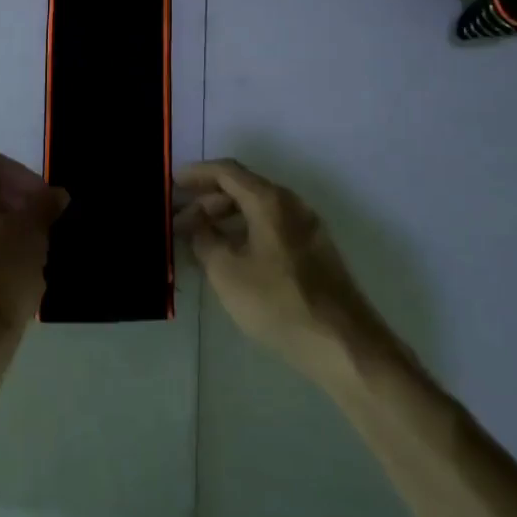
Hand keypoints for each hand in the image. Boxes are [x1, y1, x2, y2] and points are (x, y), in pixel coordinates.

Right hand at [176, 159, 396, 387]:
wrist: (344, 345)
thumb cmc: (278, 302)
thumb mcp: (227, 272)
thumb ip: (204, 239)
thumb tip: (195, 222)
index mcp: (269, 200)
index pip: (226, 171)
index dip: (196, 174)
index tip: (172, 183)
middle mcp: (291, 204)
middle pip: (243, 188)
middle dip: (208, 200)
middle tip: (181, 220)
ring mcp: (307, 227)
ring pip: (258, 209)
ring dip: (226, 217)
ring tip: (200, 240)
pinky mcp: (315, 250)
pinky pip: (272, 226)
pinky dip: (246, 231)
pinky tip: (231, 256)